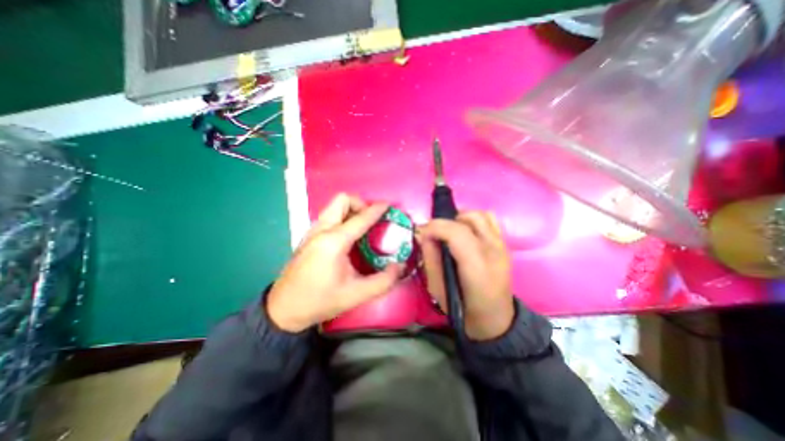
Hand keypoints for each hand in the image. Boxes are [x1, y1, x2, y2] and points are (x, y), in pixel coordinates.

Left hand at [269, 193, 403, 329]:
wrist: (283, 309)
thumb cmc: (320, 301)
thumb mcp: (356, 295)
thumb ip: (383, 281)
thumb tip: (400, 266)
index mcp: (334, 242)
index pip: (360, 218)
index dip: (377, 209)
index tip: (389, 205)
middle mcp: (321, 230)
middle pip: (342, 200)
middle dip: (360, 204)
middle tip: (372, 220)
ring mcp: (312, 231)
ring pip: (334, 206)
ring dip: (351, 210)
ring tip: (363, 227)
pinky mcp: (308, 236)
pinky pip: (329, 216)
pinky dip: (342, 217)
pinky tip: (348, 237)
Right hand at [421, 211, 511, 341]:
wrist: (496, 319)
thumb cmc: (464, 309)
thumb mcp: (437, 290)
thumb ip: (430, 259)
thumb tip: (424, 235)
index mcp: (477, 268)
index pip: (457, 233)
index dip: (436, 227)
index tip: (422, 232)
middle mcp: (493, 251)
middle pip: (468, 219)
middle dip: (445, 222)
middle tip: (434, 234)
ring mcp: (502, 245)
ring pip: (480, 215)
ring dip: (460, 219)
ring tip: (450, 232)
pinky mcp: (504, 244)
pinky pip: (489, 219)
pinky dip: (473, 220)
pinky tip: (465, 232)